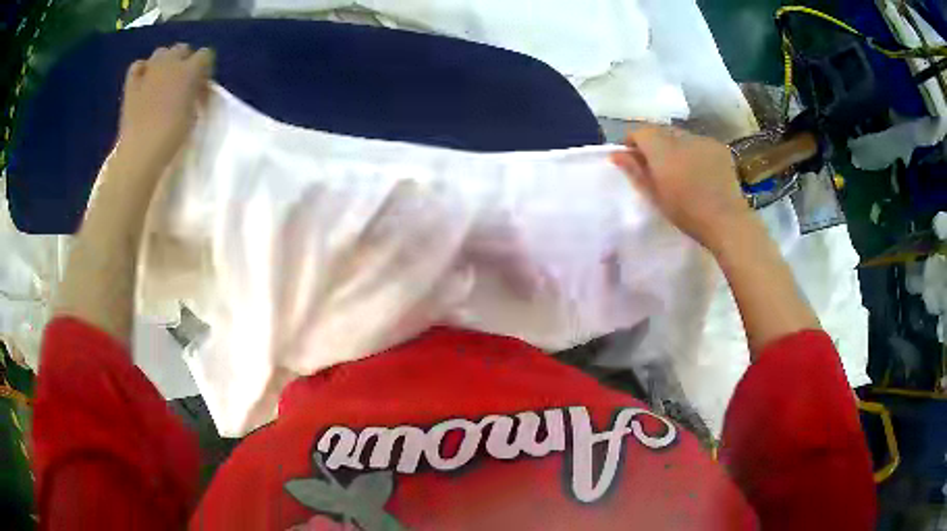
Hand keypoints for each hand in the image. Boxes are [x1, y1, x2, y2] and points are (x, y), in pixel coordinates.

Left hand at [117, 43, 213, 170]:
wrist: (141, 152)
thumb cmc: (172, 136)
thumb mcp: (194, 113)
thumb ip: (195, 93)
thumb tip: (194, 88)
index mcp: (190, 69)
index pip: (206, 55)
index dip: (205, 68)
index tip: (202, 85)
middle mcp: (170, 62)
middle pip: (182, 49)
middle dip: (184, 60)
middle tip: (182, 83)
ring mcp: (148, 71)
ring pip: (160, 53)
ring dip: (164, 62)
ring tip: (162, 81)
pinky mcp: (131, 84)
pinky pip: (138, 66)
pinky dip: (142, 70)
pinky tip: (143, 81)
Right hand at [610, 125, 751, 252]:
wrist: (727, 222)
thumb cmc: (687, 214)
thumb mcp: (655, 196)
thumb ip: (635, 171)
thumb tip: (616, 153)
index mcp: (663, 150)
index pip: (640, 130)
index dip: (633, 141)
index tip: (633, 158)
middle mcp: (682, 138)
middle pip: (660, 130)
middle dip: (654, 143)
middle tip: (656, 166)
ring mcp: (703, 140)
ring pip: (681, 136)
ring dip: (675, 146)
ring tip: (680, 169)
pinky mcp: (719, 147)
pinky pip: (699, 143)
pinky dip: (694, 151)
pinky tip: (700, 171)